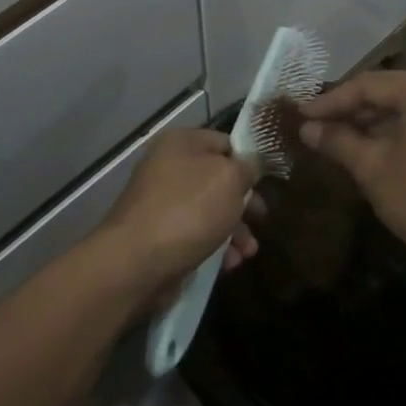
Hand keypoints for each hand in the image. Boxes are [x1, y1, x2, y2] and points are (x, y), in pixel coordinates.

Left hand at [92, 129, 258, 296]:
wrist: (136, 262)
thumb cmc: (188, 210)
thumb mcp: (229, 179)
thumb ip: (247, 167)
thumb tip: (251, 164)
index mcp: (181, 143)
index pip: (225, 142)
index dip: (248, 160)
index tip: (268, 182)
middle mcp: (168, 167)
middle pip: (218, 179)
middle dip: (243, 202)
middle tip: (261, 219)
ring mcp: (161, 202)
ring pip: (209, 210)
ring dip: (234, 231)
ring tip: (248, 252)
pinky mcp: (159, 235)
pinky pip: (195, 235)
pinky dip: (215, 247)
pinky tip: (229, 264)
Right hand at [297, 71, 405, 273]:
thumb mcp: (373, 167)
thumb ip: (337, 141)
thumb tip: (306, 128)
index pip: (370, 85)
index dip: (331, 101)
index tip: (301, 116)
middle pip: (388, 93)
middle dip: (349, 111)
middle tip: (314, 126)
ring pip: (403, 109)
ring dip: (368, 123)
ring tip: (333, 138)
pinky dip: (391, 134)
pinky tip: (364, 148)